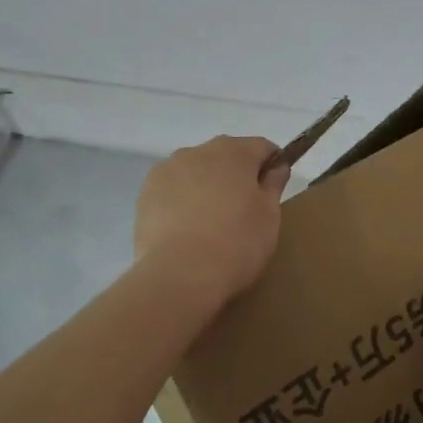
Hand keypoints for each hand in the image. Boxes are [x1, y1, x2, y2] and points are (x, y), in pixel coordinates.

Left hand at [134, 136, 289, 310]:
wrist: (179, 274)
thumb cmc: (236, 243)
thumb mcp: (269, 216)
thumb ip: (274, 184)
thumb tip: (277, 166)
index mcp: (235, 151)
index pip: (263, 147)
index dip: (272, 165)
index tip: (273, 191)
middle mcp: (199, 150)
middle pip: (226, 155)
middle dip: (237, 175)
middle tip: (243, 212)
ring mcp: (168, 169)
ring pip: (196, 170)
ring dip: (206, 185)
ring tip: (210, 224)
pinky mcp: (146, 192)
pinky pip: (173, 188)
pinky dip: (181, 200)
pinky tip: (185, 229)